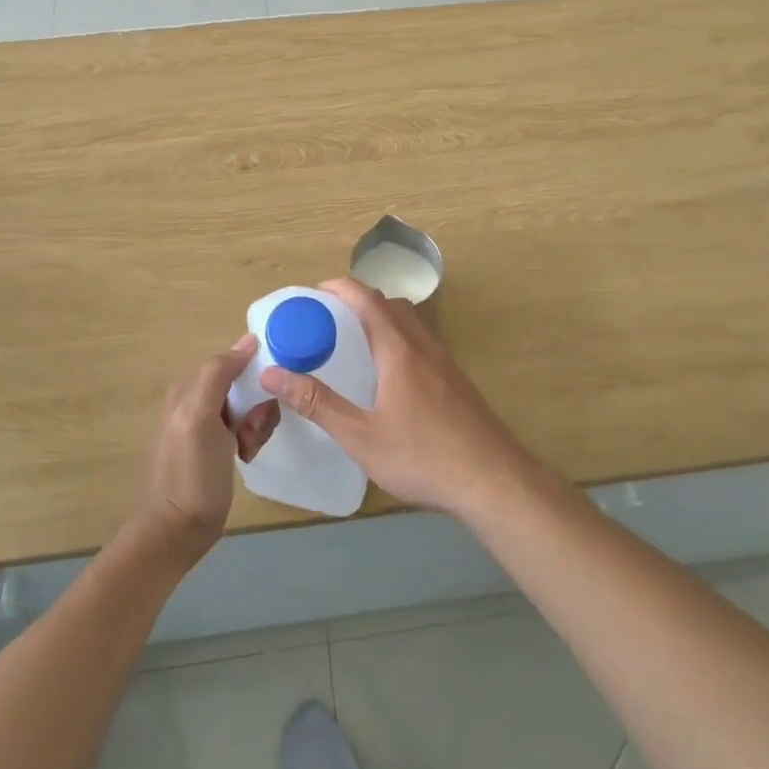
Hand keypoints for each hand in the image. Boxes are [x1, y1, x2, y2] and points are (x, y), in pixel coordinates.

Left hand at [132, 335, 277, 564]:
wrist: (175, 533)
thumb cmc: (189, 474)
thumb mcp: (200, 418)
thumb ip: (219, 373)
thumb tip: (248, 339)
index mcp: (189, 386)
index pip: (235, 361)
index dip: (255, 377)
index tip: (264, 402)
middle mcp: (196, 398)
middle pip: (245, 384)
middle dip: (257, 406)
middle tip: (252, 432)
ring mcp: (205, 423)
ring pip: (249, 406)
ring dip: (257, 425)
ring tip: (247, 449)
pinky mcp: (215, 445)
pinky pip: (245, 426)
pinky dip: (252, 438)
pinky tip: (245, 457)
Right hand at [261, 279, 538, 518]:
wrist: (494, 480)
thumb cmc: (423, 457)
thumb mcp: (361, 436)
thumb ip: (318, 404)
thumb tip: (275, 373)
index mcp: (399, 350)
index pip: (367, 299)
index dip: (340, 288)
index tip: (314, 294)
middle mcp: (424, 346)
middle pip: (391, 305)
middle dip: (359, 302)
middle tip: (329, 321)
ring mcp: (445, 362)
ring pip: (410, 324)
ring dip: (382, 320)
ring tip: (355, 346)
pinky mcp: (456, 381)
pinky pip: (422, 344)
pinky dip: (398, 341)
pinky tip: (389, 378)